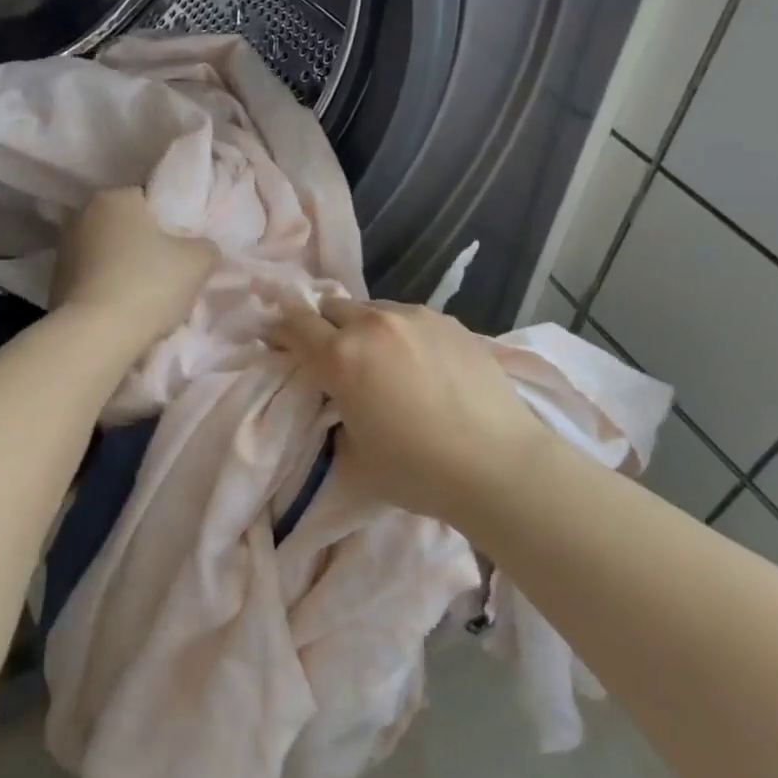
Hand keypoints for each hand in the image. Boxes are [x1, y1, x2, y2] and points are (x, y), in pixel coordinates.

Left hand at [51, 188, 217, 349]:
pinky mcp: (54, 282)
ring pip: (107, 253)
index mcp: (115, 197)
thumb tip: (203, 249)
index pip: (149, 200)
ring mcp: (63, 249)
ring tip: (147, 296)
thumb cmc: (149, 284)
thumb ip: (206, 247)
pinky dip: (107, 288)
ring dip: (124, 267)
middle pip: (126, 227)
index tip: (183, 247)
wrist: (96, 335)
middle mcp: (83, 215)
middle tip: (169, 272)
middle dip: (145, 245)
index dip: (170, 222)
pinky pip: (92, 279)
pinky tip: (124, 310)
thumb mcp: (198, 261)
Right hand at [270, 298, 557, 528]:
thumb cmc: (418, 470)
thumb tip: (341, 402)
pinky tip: (421, 365)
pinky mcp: (450, 321)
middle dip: (323, 327)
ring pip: (373, 309)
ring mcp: (415, 318)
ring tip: (382, 361)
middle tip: (332, 357)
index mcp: (341, 356)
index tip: (277, 341)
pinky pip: (409, 319)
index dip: (280, 330)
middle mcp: (374, 324)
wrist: (500, 465)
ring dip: (364, 328)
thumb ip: (335, 419)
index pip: (294, 324)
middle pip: (332, 307)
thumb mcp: (353, 457)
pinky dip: (401, 334)